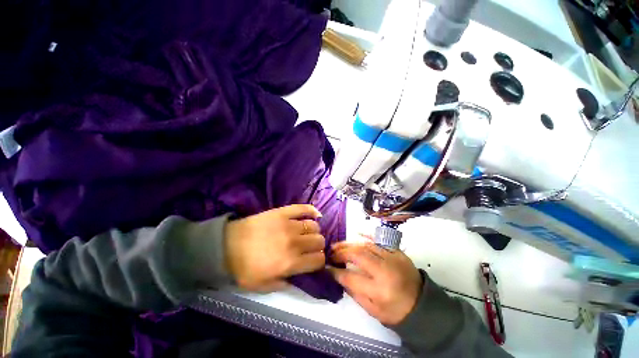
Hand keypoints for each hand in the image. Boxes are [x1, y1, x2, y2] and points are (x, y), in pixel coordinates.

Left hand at [225, 205, 324, 291]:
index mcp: (291, 263)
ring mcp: (289, 225)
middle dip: (318, 246)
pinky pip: (303, 208)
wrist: (228, 245)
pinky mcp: (283, 212)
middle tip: (309, 247)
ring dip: (314, 231)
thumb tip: (301, 277)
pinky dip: (311, 211)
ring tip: (307, 233)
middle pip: (319, 241)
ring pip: (314, 226)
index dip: (319, 261)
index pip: (318, 260)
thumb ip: (285, 284)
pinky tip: (315, 215)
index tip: (314, 260)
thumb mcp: (263, 286)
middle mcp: (294, 243)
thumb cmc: (244, 268)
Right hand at [329, 242, 422, 324]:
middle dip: (341, 253)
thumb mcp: (373, 310)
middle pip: (358, 255)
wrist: (422, 304)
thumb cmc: (396, 312)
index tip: (327, 268)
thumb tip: (339, 275)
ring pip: (366, 245)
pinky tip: (356, 233)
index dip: (336, 272)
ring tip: (338, 245)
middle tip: (331, 253)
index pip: (351, 278)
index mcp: (379, 291)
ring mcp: (392, 258)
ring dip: (349, 244)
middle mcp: (385, 271)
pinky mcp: (397, 251)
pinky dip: (366, 236)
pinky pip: (379, 240)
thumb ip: (354, 292)